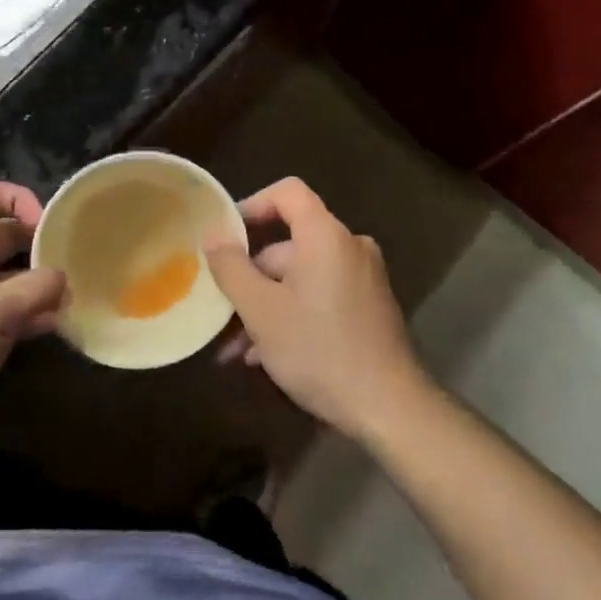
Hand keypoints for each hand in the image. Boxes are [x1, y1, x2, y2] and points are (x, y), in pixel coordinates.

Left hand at [0, 179, 65, 461]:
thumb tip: (63, 279)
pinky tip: (51, 330)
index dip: (16, 197)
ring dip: (35, 284)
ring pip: (2, 277)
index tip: (46, 226)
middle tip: (70, 265)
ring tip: (68, 300)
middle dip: (35, 244)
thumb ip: (37, 288)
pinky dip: (25, 315)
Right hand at [203, 177, 430, 442]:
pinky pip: (320, 296)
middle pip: (288, 245)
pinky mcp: (368, 307)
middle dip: (249, 278)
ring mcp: (362, 279)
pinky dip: (292, 315)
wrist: (388, 407)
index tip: (225, 235)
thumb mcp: (261, 310)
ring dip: (265, 306)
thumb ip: (231, 267)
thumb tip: (212, 235)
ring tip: (234, 349)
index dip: (253, 204)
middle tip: (219, 313)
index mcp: (326, 236)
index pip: (288, 192)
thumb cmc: (318, 350)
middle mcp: (349, 247)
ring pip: (300, 278)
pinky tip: (264, 356)